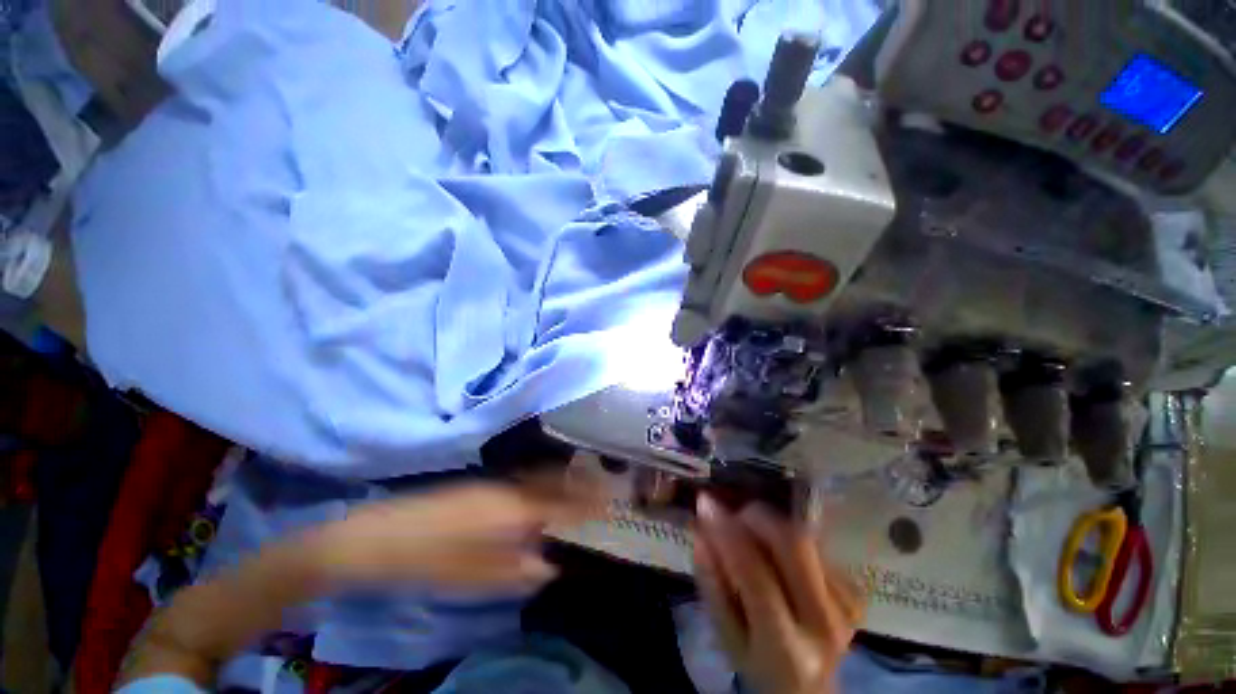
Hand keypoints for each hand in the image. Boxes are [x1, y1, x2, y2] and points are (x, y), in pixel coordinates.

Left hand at [122, 475, 603, 686]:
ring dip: (561, 485)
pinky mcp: (473, 487)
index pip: (556, 500)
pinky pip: (517, 484)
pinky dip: (537, 487)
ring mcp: (486, 484)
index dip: (582, 501)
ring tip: (583, 491)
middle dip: (579, 487)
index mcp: (500, 508)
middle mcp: (499, 488)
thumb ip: (507, 569)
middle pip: (549, 483)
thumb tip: (547, 567)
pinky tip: (542, 498)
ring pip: (535, 480)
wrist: (358, 536)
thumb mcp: (460, 575)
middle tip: (602, 492)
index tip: (606, 501)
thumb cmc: (409, 558)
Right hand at [693, 495, 863, 693]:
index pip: (755, 575)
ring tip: (753, 536)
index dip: (727, 532)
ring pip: (805, 538)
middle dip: (757, 517)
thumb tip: (701, 529)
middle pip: (794, 544)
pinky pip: (816, 546)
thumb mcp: (726, 636)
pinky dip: (788, 539)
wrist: (811, 692)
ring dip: (771, 525)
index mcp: (786, 648)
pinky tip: (778, 556)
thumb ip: (712, 584)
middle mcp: (825, 624)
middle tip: (735, 515)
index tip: (705, 503)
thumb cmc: (759, 665)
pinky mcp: (856, 592)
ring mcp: (847, 606)